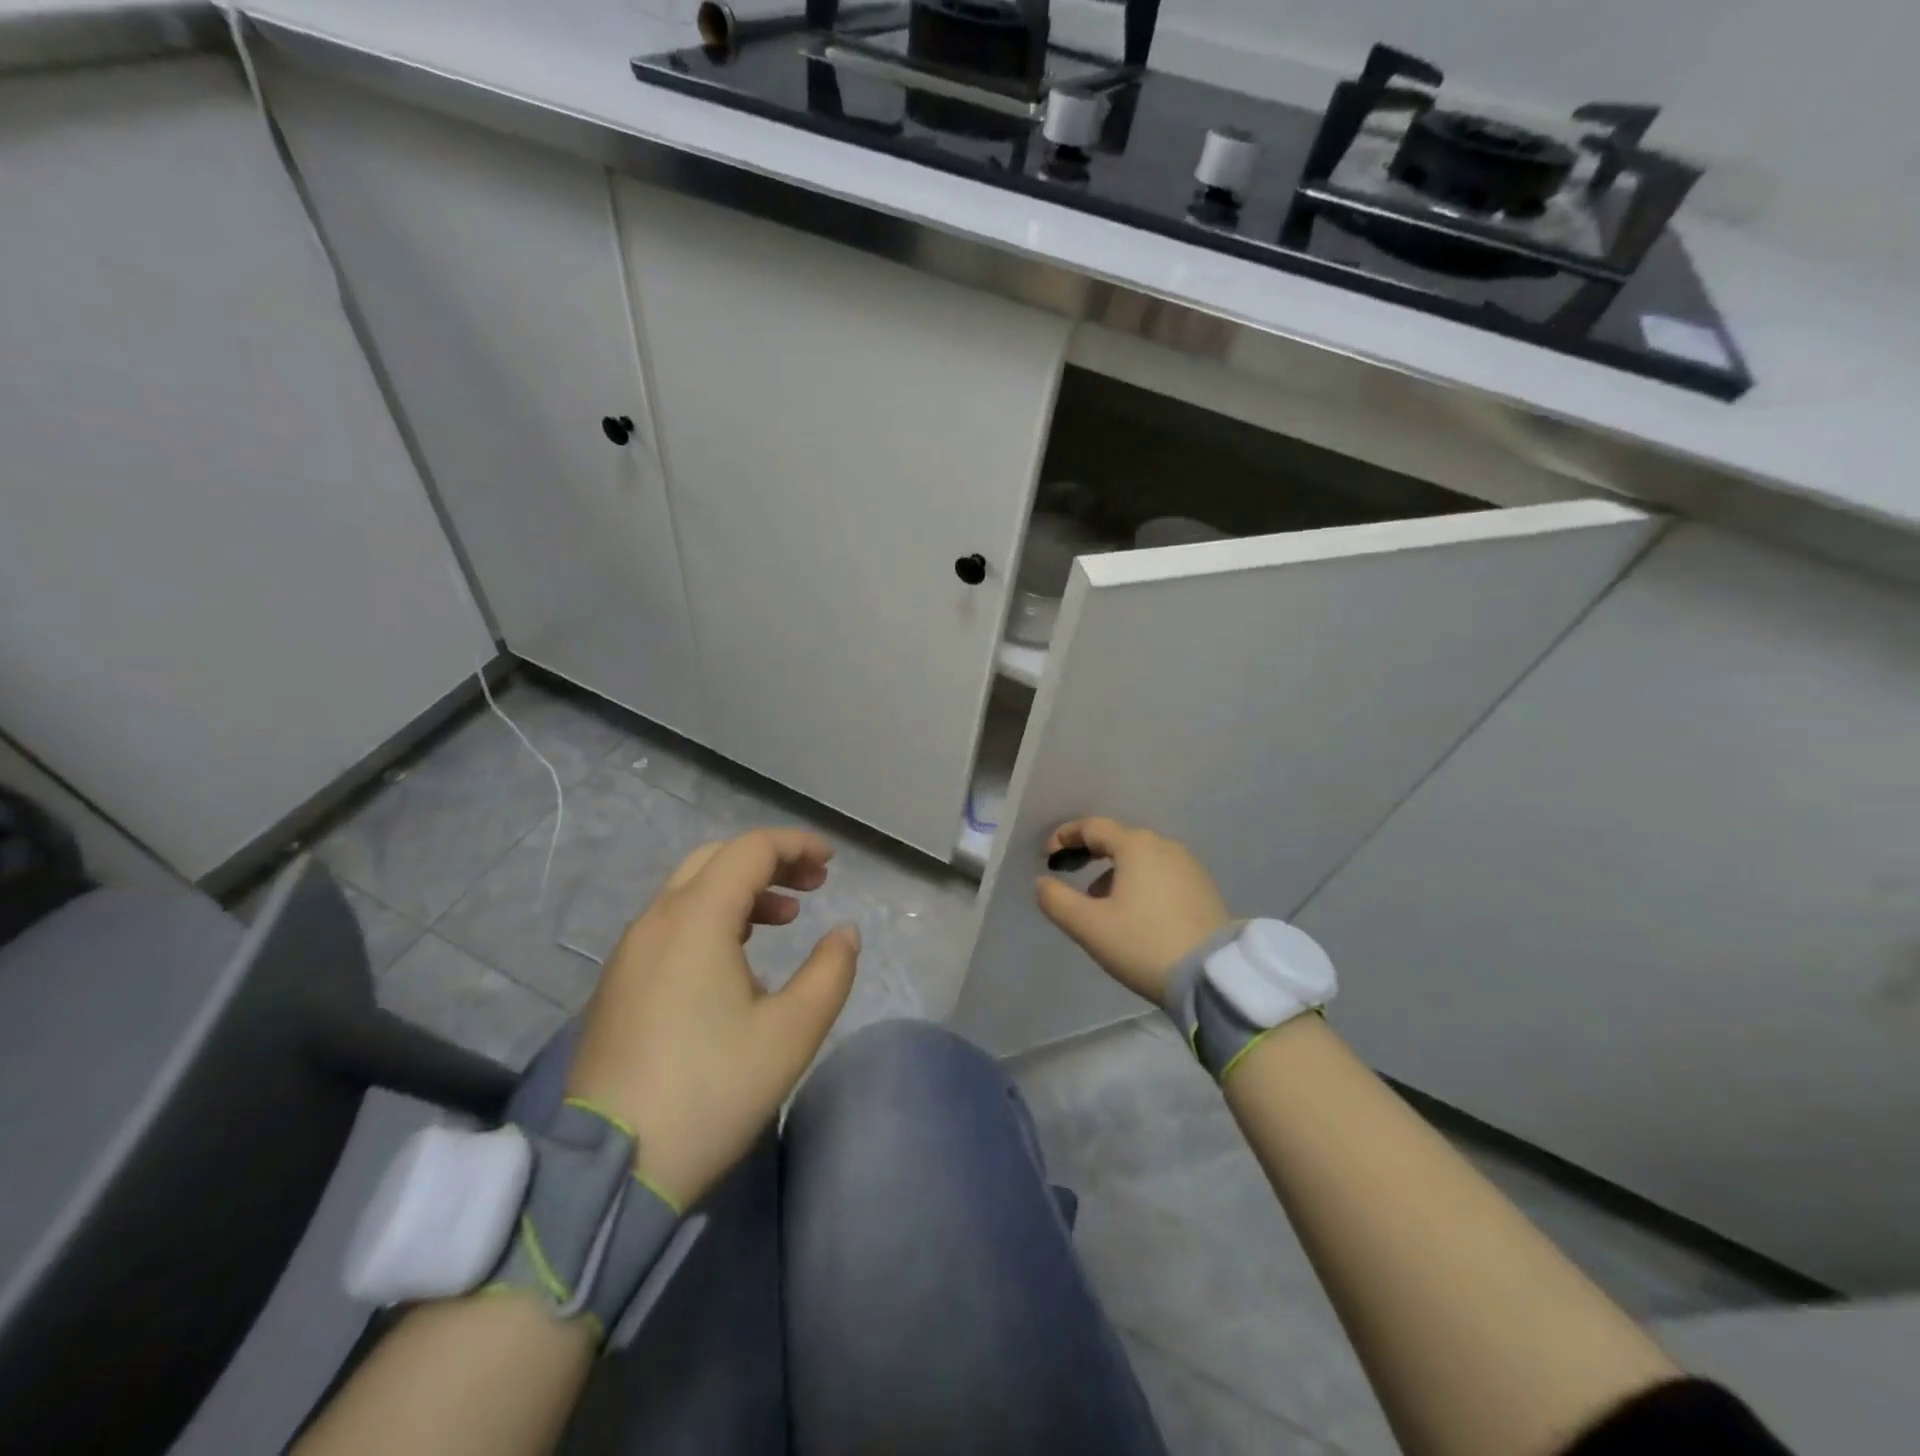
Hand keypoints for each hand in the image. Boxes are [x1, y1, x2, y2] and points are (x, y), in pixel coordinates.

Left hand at [565, 828, 858, 1208]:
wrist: (610, 1168)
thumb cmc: (711, 1090)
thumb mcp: (791, 1033)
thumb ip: (830, 972)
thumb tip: (844, 933)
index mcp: (696, 919)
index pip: (750, 850)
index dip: (796, 845)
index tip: (832, 864)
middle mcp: (657, 920)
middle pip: (717, 860)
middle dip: (770, 862)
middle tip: (812, 886)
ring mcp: (631, 952)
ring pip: (691, 890)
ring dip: (742, 890)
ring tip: (785, 920)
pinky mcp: (619, 983)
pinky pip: (672, 923)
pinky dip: (714, 917)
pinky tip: (740, 960)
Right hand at [1035, 817, 1230, 1002]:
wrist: (1212, 975)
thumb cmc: (1143, 943)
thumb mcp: (1089, 926)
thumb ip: (1057, 900)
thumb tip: (1042, 882)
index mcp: (1135, 846)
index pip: (1093, 827)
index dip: (1065, 836)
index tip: (1047, 854)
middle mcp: (1164, 846)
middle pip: (1119, 840)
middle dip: (1090, 853)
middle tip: (1070, 872)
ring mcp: (1189, 866)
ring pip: (1141, 859)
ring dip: (1115, 872)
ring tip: (1100, 903)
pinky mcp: (1204, 888)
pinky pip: (1161, 874)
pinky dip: (1140, 883)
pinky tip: (1134, 912)